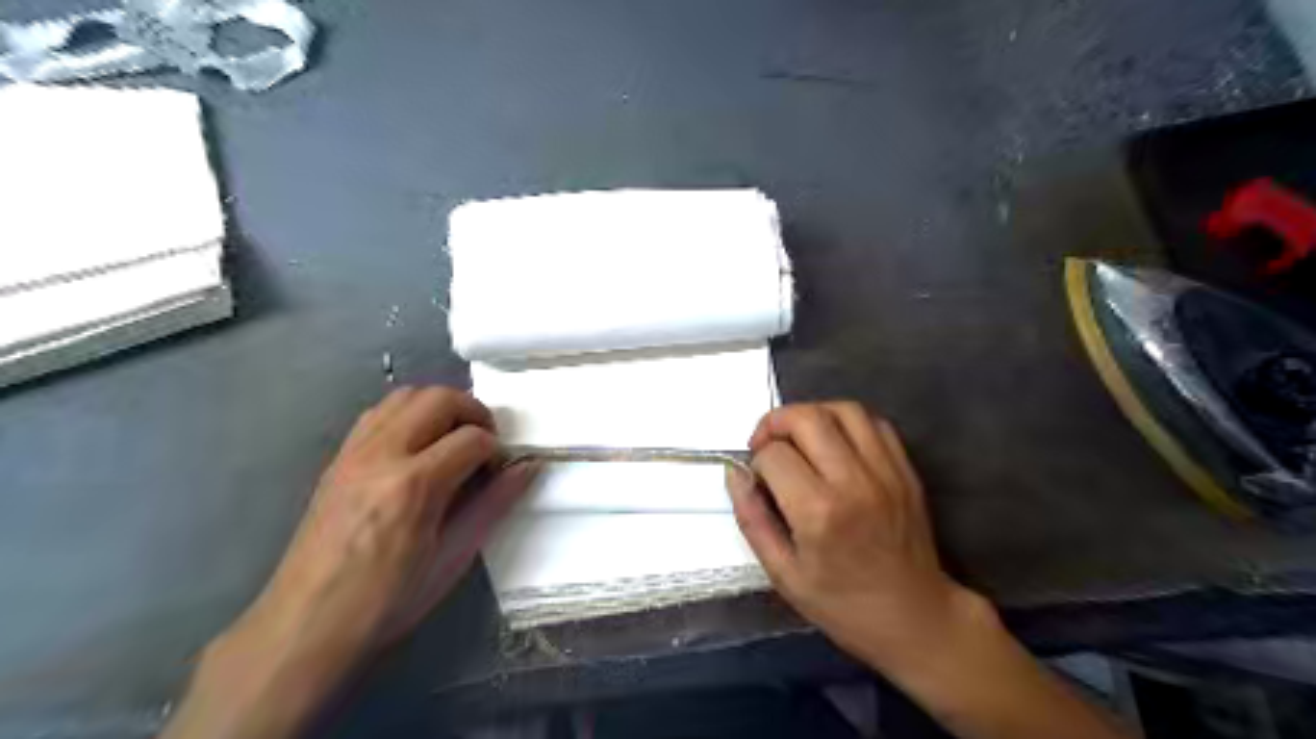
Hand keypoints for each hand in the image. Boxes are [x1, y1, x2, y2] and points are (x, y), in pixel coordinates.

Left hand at [166, 386, 533, 738]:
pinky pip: (378, 413)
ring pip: (406, 395)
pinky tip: (418, 447)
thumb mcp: (454, 556)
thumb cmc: (388, 600)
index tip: (500, 470)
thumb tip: (527, 467)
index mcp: (415, 485)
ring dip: (440, 407)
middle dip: (474, 413)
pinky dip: (408, 415)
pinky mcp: (338, 459)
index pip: (473, 438)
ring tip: (454, 439)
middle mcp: (382, 455)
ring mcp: (354, 452)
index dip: (497, 449)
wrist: (306, 624)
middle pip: (439, 399)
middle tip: (485, 444)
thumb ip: (494, 503)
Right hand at [725, 404, 1124, 738]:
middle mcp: (854, 482)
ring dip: (812, 414)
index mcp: (819, 513)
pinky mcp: (905, 470)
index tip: (758, 481)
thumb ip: (752, 518)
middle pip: (807, 418)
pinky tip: (834, 443)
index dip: (756, 462)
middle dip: (775, 423)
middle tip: (768, 445)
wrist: (915, 618)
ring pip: (843, 409)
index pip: (774, 455)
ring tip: (799, 438)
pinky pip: (874, 423)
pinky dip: (846, 422)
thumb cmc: (842, 604)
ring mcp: (886, 472)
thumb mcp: (783, 573)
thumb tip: (735, 473)